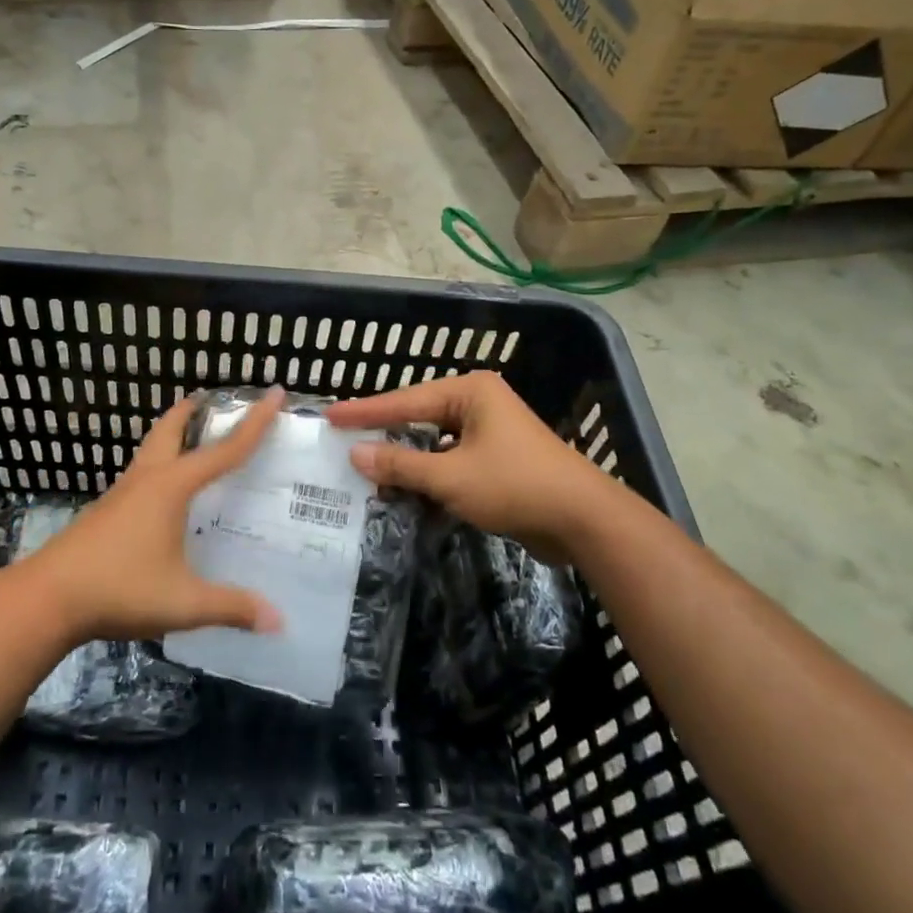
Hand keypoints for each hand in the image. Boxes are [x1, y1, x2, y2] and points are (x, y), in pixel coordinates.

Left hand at [11, 389, 286, 645]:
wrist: (46, 598)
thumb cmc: (119, 589)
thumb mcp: (182, 602)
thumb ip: (230, 607)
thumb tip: (278, 621)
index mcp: (171, 487)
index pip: (224, 450)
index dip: (254, 423)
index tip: (274, 393)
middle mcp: (147, 480)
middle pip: (171, 429)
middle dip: (193, 411)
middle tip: (212, 401)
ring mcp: (121, 494)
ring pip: (151, 450)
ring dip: (172, 436)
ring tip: (192, 440)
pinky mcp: (105, 511)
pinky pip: (141, 474)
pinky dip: (159, 466)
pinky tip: (164, 496)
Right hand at [326, 372, 615, 561]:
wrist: (583, 520)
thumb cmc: (515, 485)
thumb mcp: (450, 477)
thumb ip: (401, 464)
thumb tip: (356, 453)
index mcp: (470, 392)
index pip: (404, 400)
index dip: (364, 411)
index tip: (329, 415)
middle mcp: (479, 403)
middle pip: (418, 415)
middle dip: (383, 432)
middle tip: (342, 438)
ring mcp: (490, 432)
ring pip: (434, 441)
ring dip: (405, 457)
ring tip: (365, 465)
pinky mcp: (497, 460)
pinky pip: (450, 460)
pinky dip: (428, 473)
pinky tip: (405, 487)